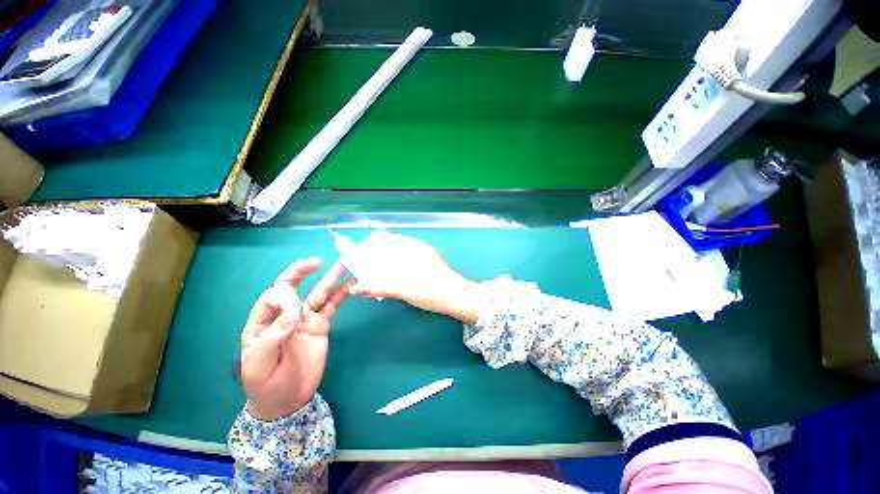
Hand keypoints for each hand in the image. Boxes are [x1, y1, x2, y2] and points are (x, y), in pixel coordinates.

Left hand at [239, 258, 352, 420]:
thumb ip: (272, 338)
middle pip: (292, 287)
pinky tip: (350, 283)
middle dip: (302, 272)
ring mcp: (305, 319)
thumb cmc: (265, 385)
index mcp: (262, 322)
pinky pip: (332, 306)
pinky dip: (341, 294)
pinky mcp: (321, 325)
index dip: (284, 300)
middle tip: (317, 262)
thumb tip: (294, 313)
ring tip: (343, 265)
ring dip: (329, 279)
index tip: (296, 316)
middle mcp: (284, 315)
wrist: (286, 401)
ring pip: (317, 294)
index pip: (272, 299)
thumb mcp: (258, 367)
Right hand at [348, 231, 480, 323]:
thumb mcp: (403, 289)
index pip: (387, 239)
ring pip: (400, 256)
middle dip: (378, 257)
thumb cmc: (432, 290)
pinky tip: (393, 280)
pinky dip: (397, 269)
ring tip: (377, 277)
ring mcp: (424, 256)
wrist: (459, 298)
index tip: (360, 257)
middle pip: (392, 247)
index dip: (371, 246)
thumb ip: (379, 286)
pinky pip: (407, 263)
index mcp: (413, 247)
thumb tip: (354, 288)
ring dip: (387, 265)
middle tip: (366, 270)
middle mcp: (418, 248)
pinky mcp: (428, 266)